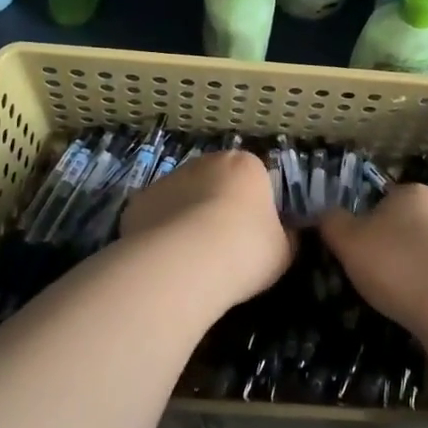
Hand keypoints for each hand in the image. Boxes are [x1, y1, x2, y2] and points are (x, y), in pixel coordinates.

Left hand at [119, 151, 292, 307]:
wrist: (183, 265)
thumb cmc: (245, 251)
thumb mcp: (284, 251)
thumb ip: (286, 237)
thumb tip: (287, 235)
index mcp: (246, 165)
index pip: (257, 177)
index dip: (257, 205)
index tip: (256, 233)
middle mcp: (205, 162)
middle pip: (217, 181)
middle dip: (219, 206)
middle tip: (224, 245)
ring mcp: (168, 179)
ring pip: (183, 196)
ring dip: (188, 217)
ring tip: (192, 258)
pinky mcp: (139, 201)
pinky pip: (157, 216)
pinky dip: (161, 232)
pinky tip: (166, 260)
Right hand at [318, 183, 427, 329]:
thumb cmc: (398, 263)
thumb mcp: (349, 241)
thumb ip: (332, 224)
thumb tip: (324, 215)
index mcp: (410, 192)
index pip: (378, 200)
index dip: (361, 225)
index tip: (352, 251)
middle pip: (401, 226)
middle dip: (385, 249)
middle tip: (367, 276)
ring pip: (420, 253)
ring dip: (406, 271)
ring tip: (390, 297)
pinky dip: (425, 289)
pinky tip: (415, 307)